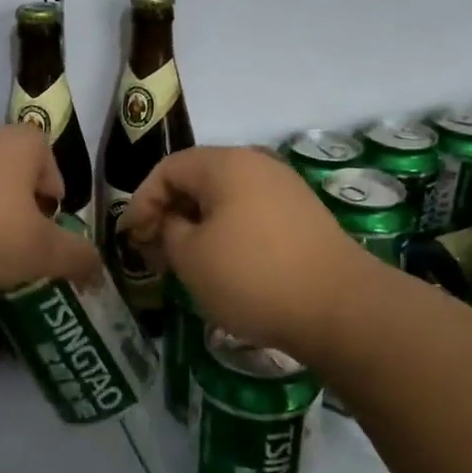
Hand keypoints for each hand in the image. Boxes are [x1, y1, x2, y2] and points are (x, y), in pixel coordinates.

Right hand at [122, 146, 375, 355]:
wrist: (341, 308)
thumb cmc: (253, 276)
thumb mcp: (191, 257)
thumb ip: (168, 230)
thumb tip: (174, 223)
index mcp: (225, 164)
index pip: (167, 169)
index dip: (141, 202)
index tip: (130, 238)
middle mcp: (257, 164)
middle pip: (197, 179)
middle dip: (168, 213)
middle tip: (153, 252)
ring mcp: (285, 188)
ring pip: (225, 198)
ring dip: (197, 225)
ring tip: (184, 261)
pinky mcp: (304, 216)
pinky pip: (250, 214)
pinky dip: (227, 232)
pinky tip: (223, 265)